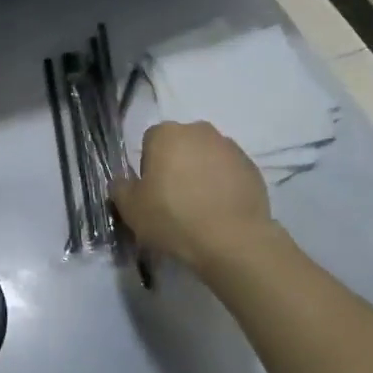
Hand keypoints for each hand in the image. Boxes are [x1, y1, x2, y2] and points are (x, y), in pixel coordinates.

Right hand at [110, 121, 275, 270]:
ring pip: (206, 157)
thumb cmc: (173, 218)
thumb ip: (120, 188)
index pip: (150, 141)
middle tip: (173, 199)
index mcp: (167, 134)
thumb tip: (123, 181)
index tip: (151, 192)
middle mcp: (200, 131)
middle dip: (176, 165)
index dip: (147, 167)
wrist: (232, 240)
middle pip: (180, 145)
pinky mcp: (252, 168)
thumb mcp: (130, 208)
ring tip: (199, 208)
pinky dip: (223, 185)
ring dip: (200, 174)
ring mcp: (230, 148)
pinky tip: (219, 211)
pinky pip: (229, 172)